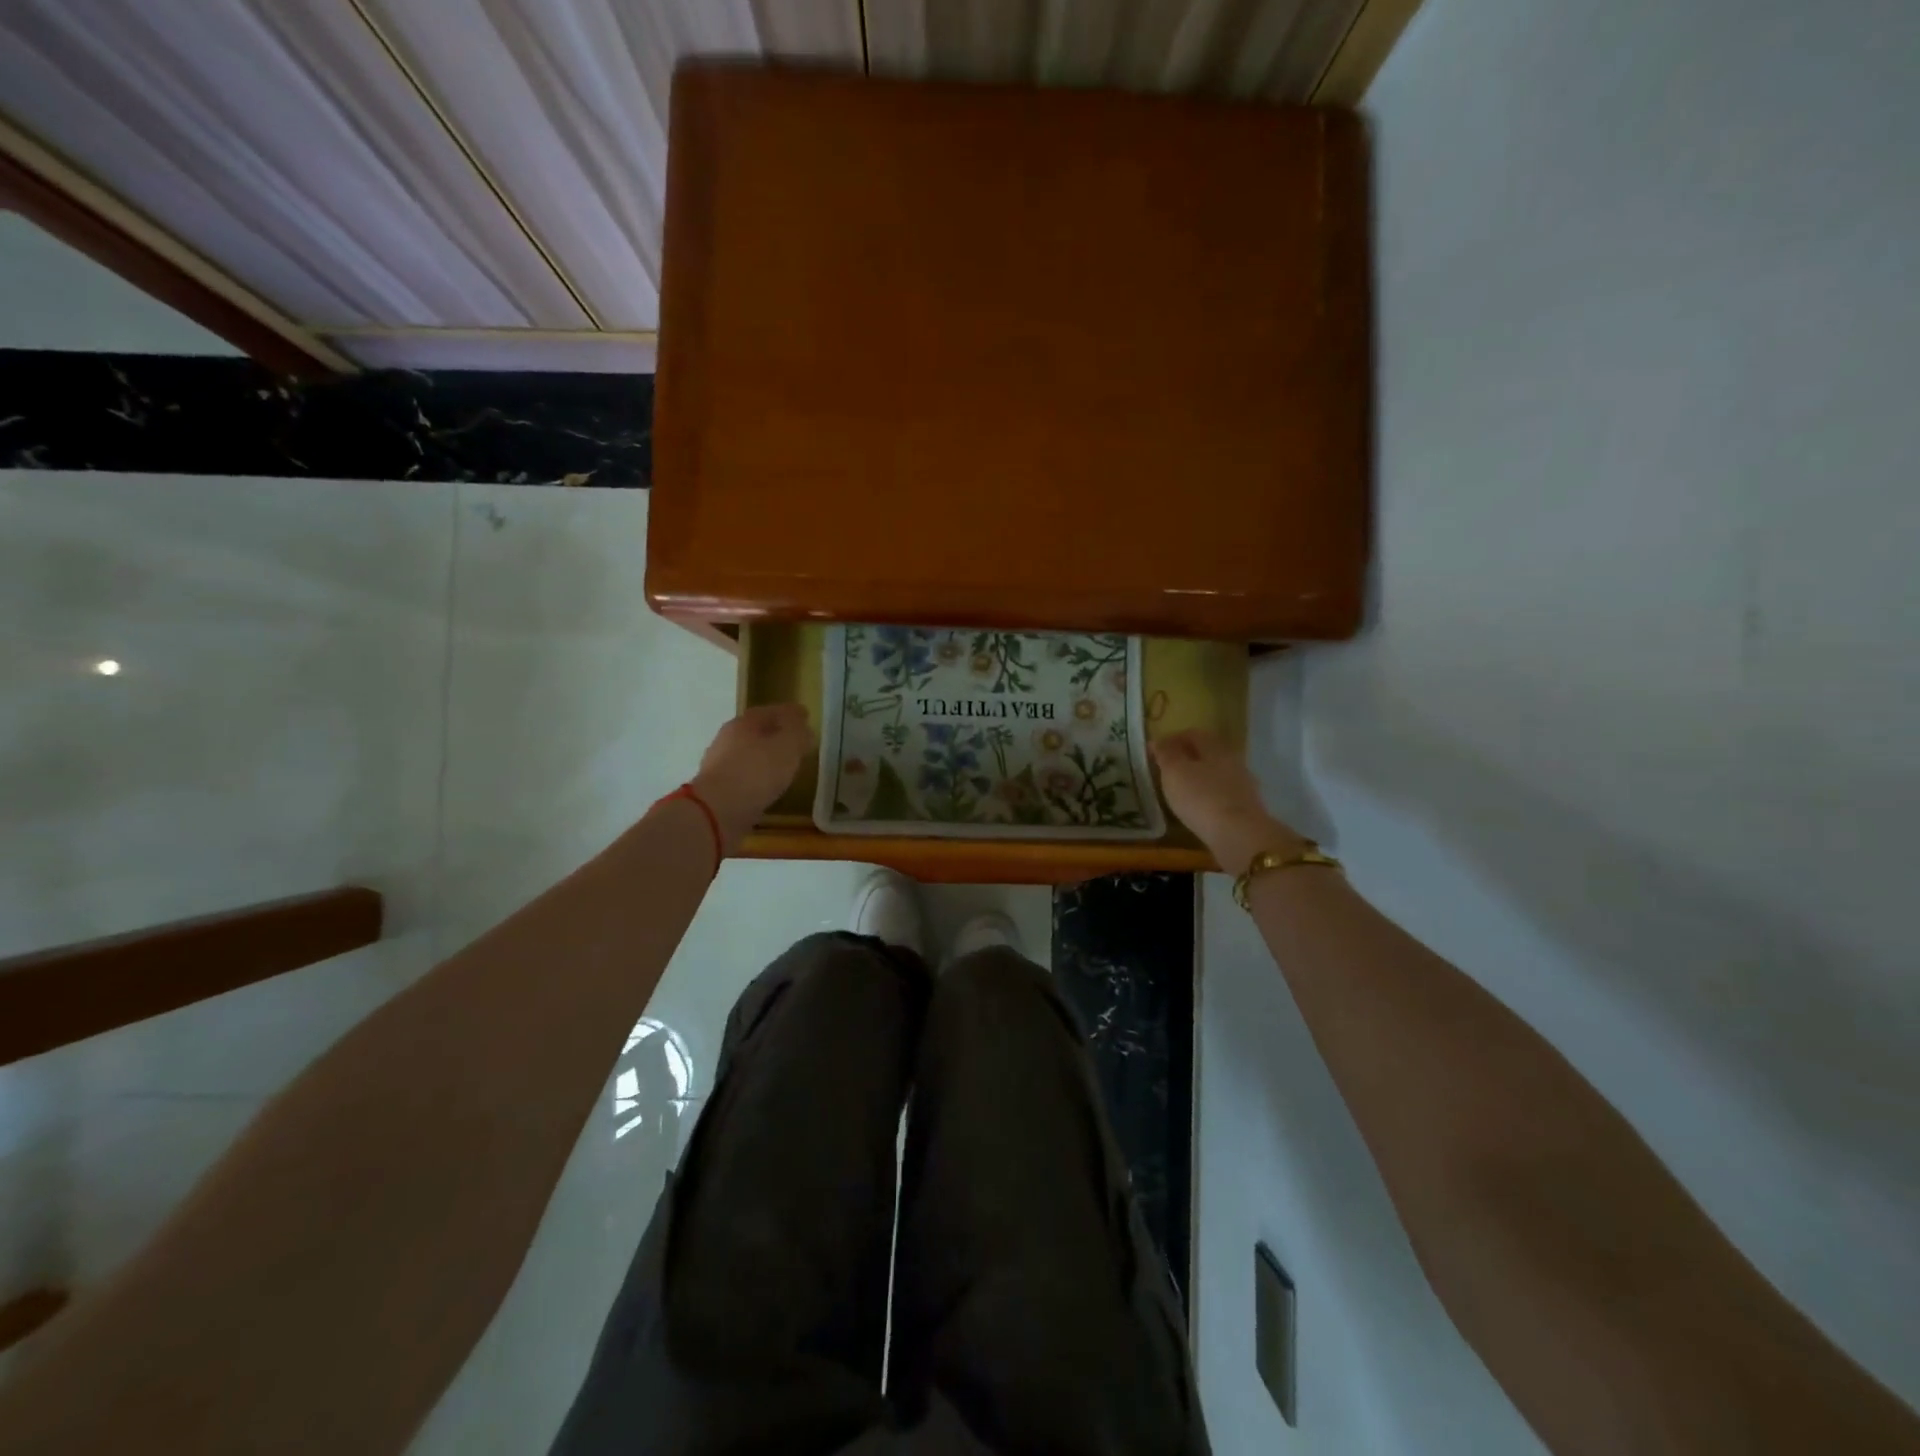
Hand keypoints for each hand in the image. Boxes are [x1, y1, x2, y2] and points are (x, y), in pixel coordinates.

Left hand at [691, 703, 813, 847]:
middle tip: (795, 742)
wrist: (717, 812)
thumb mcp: (787, 747)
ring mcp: (718, 766)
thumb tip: (803, 726)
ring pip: (748, 755)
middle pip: (755, 732)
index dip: (789, 713)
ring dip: (765, 759)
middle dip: (775, 734)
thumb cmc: (756, 772)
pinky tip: (767, 788)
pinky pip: (743, 778)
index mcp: (743, 723)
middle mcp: (726, 740)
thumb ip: (797, 733)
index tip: (805, 716)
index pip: (769, 711)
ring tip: (784, 767)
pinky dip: (757, 779)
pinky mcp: (716, 791)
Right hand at [1150, 729, 1305, 875]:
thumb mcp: (1174, 772)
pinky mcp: (1246, 809)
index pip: (1194, 734)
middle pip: (1208, 753)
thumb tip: (1158, 741)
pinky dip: (1208, 798)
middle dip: (1187, 759)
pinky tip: (1197, 809)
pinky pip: (1222, 796)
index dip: (1173, 739)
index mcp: (1216, 748)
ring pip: (1216, 775)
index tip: (1155, 751)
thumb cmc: (1201, 797)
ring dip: (1199, 779)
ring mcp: (1243, 786)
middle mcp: (1233, 761)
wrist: (1239, 836)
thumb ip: (1166, 754)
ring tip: (1179, 792)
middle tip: (1166, 771)